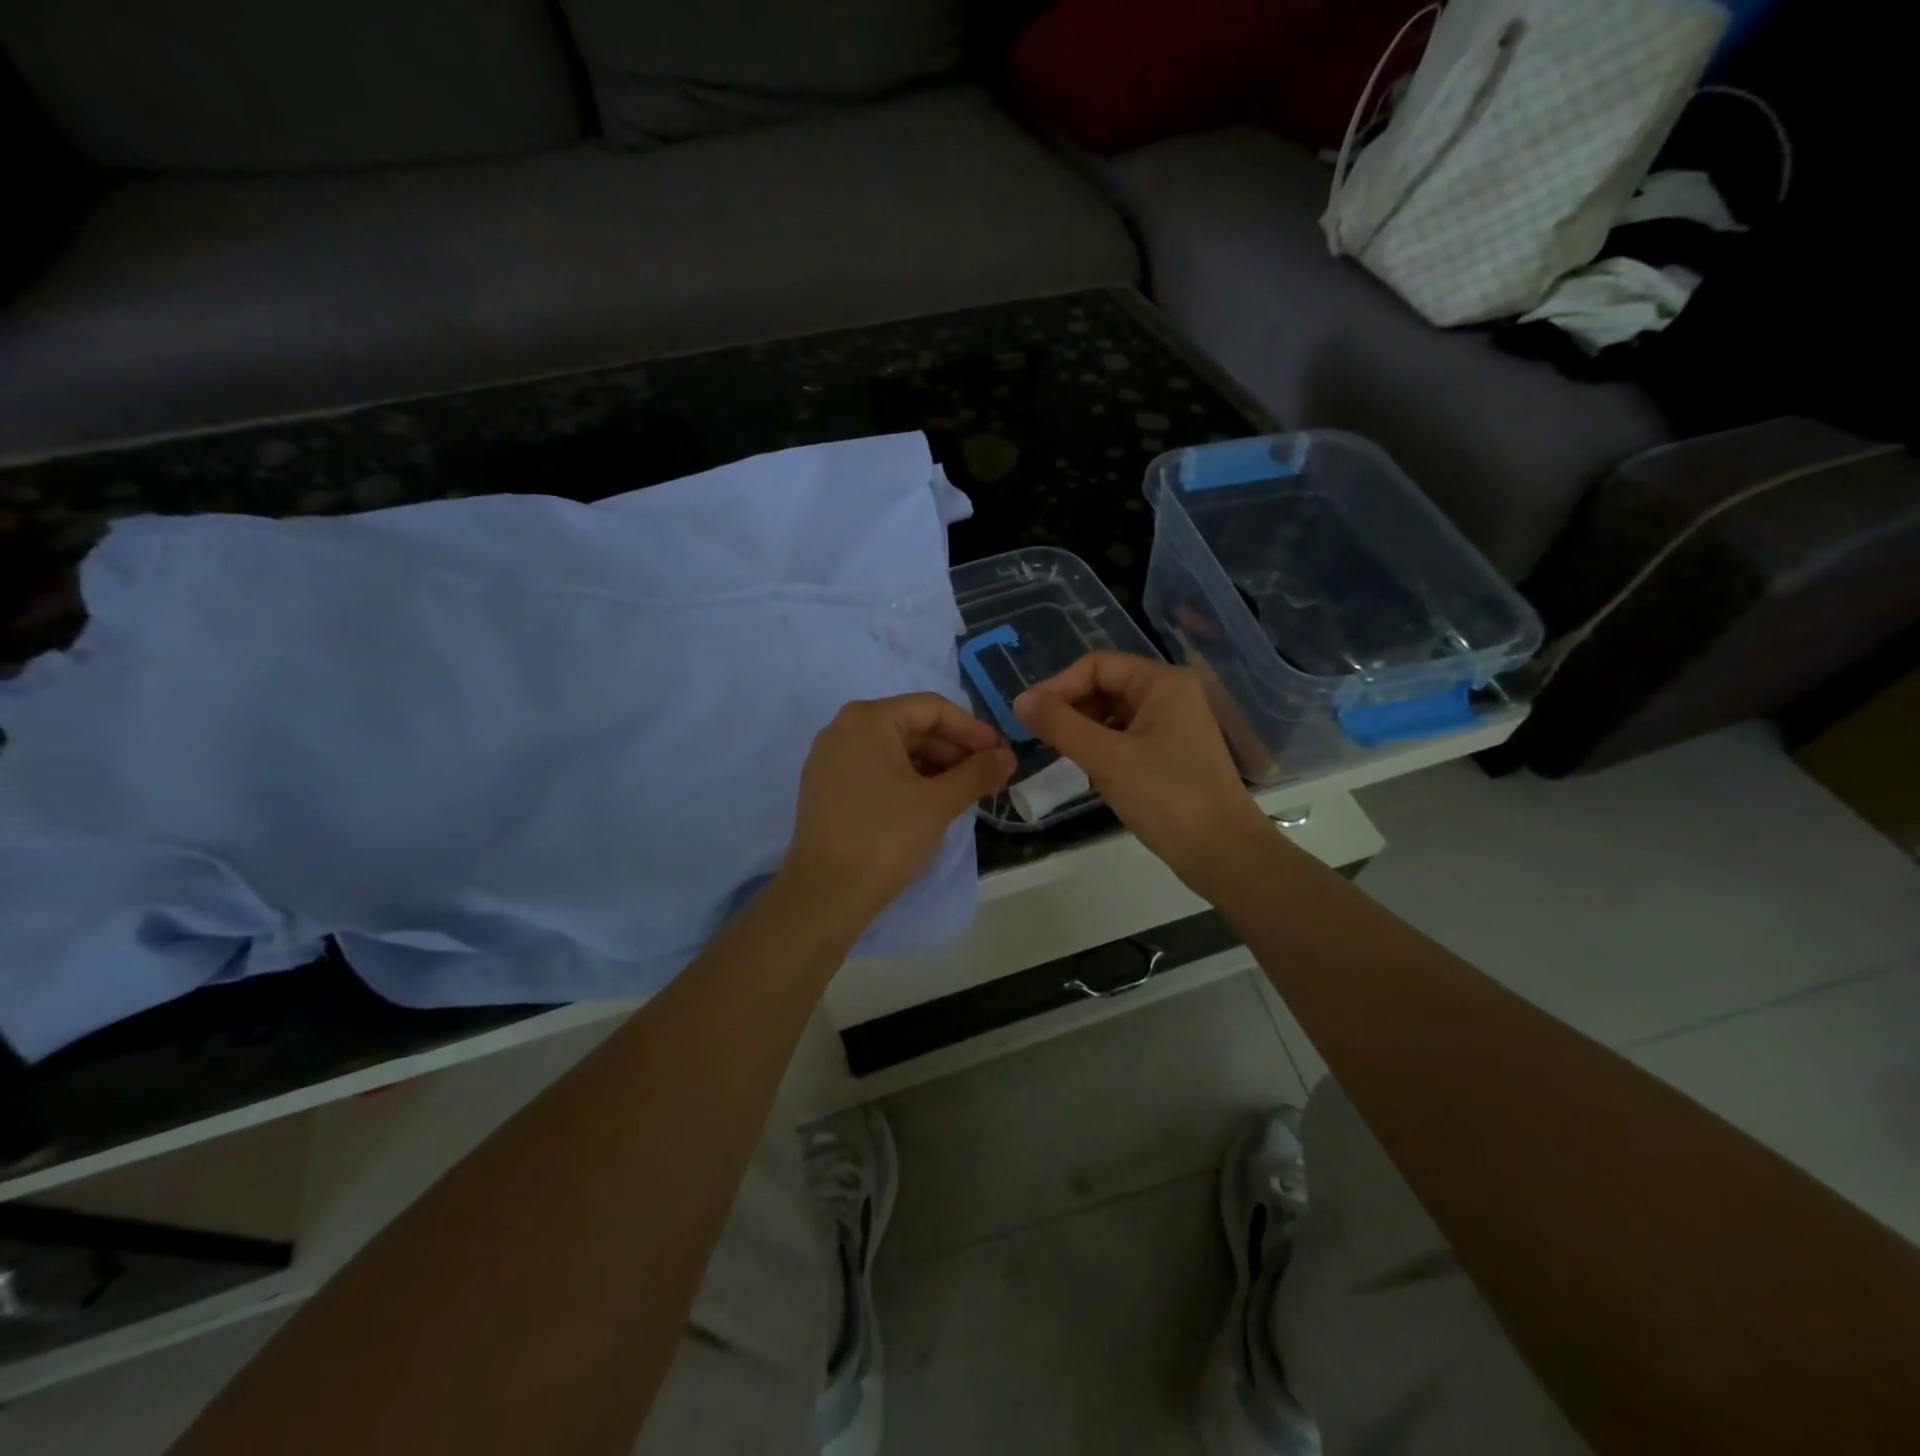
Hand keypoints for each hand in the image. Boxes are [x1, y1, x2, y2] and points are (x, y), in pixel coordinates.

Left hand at [782, 694, 1014, 922]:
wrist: (825, 895)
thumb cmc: (885, 838)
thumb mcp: (939, 803)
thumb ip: (977, 773)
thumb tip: (1008, 756)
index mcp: (868, 719)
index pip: (932, 708)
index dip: (973, 730)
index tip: (1002, 754)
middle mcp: (843, 728)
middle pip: (913, 726)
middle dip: (955, 750)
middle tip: (990, 776)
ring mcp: (830, 759)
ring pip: (895, 750)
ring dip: (935, 766)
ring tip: (967, 792)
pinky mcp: (827, 787)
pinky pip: (877, 769)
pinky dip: (909, 779)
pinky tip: (933, 802)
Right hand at [1014, 653, 1272, 895]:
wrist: (1223, 853)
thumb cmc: (1166, 797)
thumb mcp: (1106, 758)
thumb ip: (1060, 725)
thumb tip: (1020, 701)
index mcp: (1162, 682)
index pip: (1096, 665)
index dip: (1058, 686)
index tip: (1026, 715)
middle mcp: (1170, 695)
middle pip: (1105, 686)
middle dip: (1069, 707)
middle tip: (1037, 737)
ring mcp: (1173, 725)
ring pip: (1112, 714)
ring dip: (1082, 729)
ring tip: (1057, 753)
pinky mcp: (1170, 754)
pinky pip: (1125, 737)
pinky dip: (1100, 747)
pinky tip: (1084, 769)